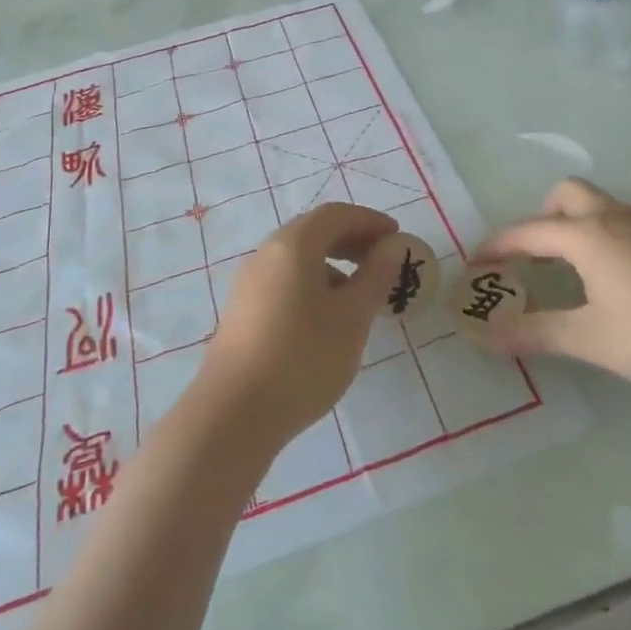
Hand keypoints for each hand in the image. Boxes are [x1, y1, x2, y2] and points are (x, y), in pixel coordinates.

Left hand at [193, 203, 402, 443]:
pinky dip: (313, 283)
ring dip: (333, 263)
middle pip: (314, 231)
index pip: (336, 215)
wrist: (233, 415)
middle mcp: (266, 253)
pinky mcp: (242, 310)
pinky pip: (285, 280)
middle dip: (352, 240)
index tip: (397, 237)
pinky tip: (326, 317)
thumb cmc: (303, 358)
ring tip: (360, 294)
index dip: (370, 221)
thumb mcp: (352, 317)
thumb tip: (392, 246)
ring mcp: (249, 282)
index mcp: (293, 244)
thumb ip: (376, 276)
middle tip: (382, 261)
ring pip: (298, 258)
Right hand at [474, 179, 630, 388]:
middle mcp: (615, 216)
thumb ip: (536, 333)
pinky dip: (609, 238)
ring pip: (602, 206)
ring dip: (578, 227)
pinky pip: (628, 223)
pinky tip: (625, 281)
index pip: (529, 231)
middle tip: (536, 257)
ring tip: (578, 273)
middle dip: (543, 217)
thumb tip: (486, 336)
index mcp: (587, 235)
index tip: (478, 262)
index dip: (498, 245)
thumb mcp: (592, 339)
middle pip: (567, 194)